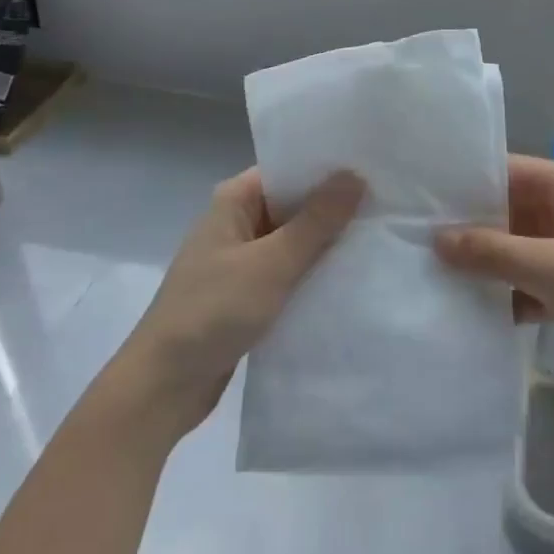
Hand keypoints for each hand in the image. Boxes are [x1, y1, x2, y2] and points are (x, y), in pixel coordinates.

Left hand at [109, 168, 363, 440]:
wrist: (163, 387)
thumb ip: (316, 221)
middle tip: (390, 202)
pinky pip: (289, 271)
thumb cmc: (212, 311)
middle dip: (336, 206)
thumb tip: (356, 174)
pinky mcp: (248, 292)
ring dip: (328, 242)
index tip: (374, 166)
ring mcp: (242, 259)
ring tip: (381, 234)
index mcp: (235, 200)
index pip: (290, 169)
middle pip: (295, 203)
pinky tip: (352, 275)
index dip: (329, 167)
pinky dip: (314, 272)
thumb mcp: (271, 263)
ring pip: (295, 240)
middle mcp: (238, 221)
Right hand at [433, 155, 553, 390]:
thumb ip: (492, 253)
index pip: (502, 170)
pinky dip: (502, 294)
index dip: (461, 182)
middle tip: (408, 241)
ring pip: (511, 249)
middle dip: (464, 228)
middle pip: (503, 211)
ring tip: (425, 275)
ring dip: (481, 265)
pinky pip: (524, 282)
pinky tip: (464, 310)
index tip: (414, 198)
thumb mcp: (552, 267)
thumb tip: (435, 239)